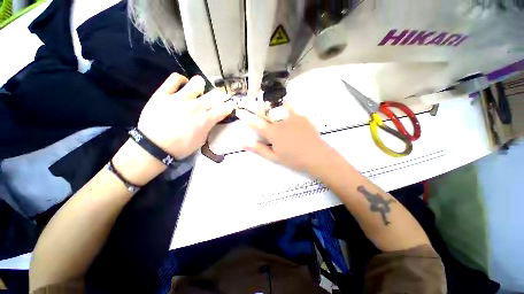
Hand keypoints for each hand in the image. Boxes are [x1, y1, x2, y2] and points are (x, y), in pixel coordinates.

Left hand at [112, 74, 233, 185]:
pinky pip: (175, 78)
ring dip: (201, 86)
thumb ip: (208, 127)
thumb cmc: (181, 147)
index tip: (229, 106)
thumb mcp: (201, 140)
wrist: (154, 146)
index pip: (224, 108)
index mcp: (206, 119)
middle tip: (218, 98)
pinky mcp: (164, 93)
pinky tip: (182, 85)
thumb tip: (211, 119)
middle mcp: (197, 106)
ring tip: (198, 92)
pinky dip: (181, 80)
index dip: (229, 106)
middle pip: (216, 94)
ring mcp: (180, 98)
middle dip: (221, 96)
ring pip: (197, 82)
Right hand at [236, 103, 333, 173]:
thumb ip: (259, 150)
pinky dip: (282, 101)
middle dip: (252, 104)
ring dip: (266, 100)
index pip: (255, 123)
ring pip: (276, 105)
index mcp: (273, 133)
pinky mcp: (301, 115)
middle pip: (264, 110)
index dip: (246, 116)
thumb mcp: (275, 158)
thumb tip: (244, 144)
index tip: (238, 111)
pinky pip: (290, 105)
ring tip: (260, 95)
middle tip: (245, 100)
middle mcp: (280, 122)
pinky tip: (279, 99)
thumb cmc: (294, 159)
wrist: (317, 156)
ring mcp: (291, 117)